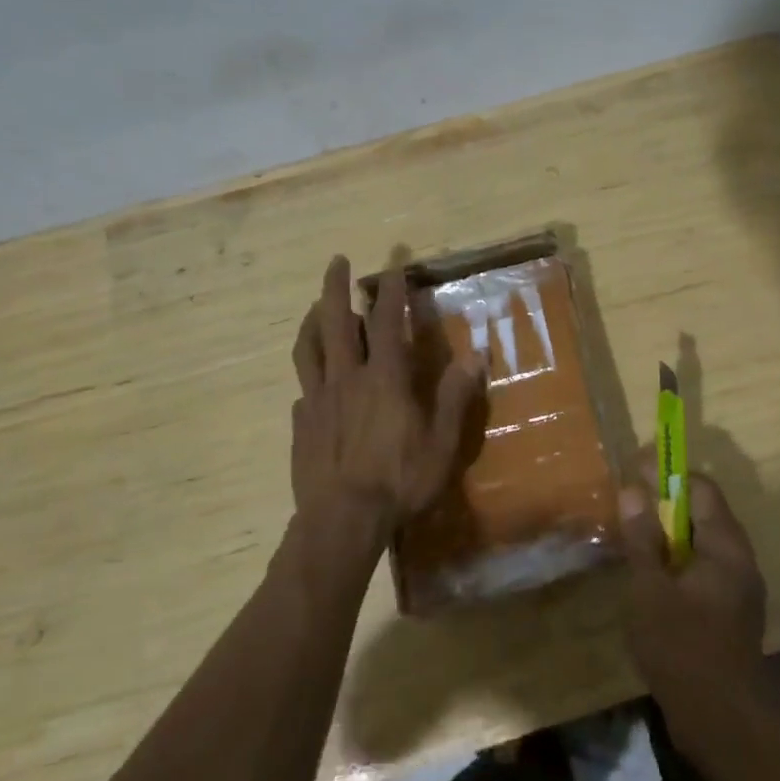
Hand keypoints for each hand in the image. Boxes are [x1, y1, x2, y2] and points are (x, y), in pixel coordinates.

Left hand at [290, 255, 483, 557]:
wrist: (342, 520)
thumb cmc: (399, 480)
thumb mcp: (441, 442)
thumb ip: (455, 395)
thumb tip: (477, 354)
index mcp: (384, 378)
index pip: (385, 321)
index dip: (390, 290)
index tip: (392, 266)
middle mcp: (346, 378)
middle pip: (334, 321)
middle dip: (335, 287)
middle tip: (336, 260)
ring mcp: (318, 400)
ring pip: (308, 348)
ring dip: (312, 321)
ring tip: (314, 307)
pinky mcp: (302, 424)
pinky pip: (303, 387)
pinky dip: (310, 372)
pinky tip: (314, 380)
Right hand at [618, 462, 766, 711]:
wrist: (724, 724)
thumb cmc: (683, 648)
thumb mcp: (650, 589)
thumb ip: (642, 538)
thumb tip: (632, 490)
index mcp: (727, 547)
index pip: (701, 488)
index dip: (668, 474)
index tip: (634, 470)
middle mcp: (740, 561)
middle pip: (703, 514)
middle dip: (665, 504)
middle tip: (627, 505)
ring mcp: (738, 590)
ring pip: (702, 545)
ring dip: (669, 535)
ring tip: (633, 538)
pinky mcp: (731, 614)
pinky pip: (703, 571)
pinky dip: (677, 563)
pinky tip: (650, 578)